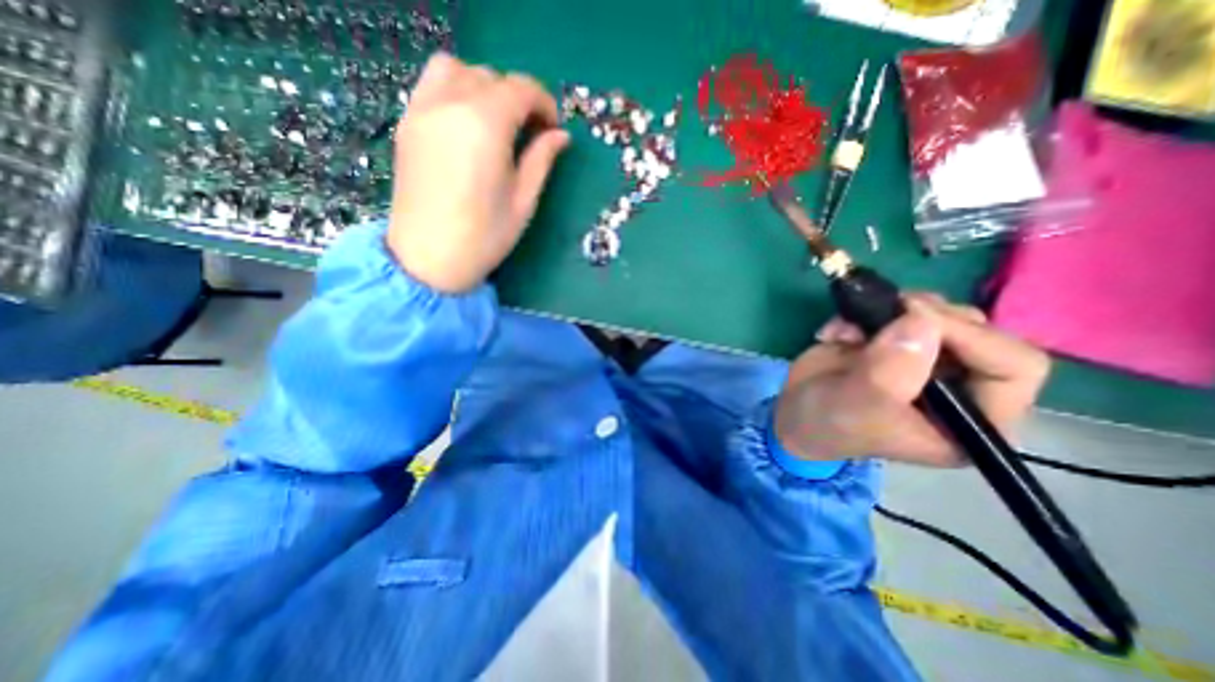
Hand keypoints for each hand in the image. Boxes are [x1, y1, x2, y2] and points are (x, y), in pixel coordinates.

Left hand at [387, 53, 573, 291]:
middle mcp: (450, 105)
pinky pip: (431, 85)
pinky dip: (455, 90)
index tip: (553, 127)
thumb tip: (561, 135)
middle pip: (490, 77)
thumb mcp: (523, 201)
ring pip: (456, 70)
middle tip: (530, 131)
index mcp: (485, 126)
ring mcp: (422, 111)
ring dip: (483, 86)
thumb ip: (541, 160)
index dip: (544, 103)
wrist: (428, 259)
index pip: (520, 89)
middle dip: (517, 97)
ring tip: (497, 121)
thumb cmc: (484, 237)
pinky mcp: (407, 124)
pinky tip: (467, 124)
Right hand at [778, 295, 1054, 466]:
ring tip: (848, 328)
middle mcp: (960, 385)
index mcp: (973, 418)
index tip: (914, 319)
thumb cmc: (831, 425)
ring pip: (936, 313)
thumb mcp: (860, 406)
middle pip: (976, 330)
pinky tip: (836, 332)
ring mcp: (926, 359)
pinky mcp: (895, 341)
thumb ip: (891, 369)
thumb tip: (920, 319)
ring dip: (888, 311)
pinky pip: (895, 310)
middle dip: (924, 317)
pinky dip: (862, 311)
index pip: (1013, 367)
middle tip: (882, 313)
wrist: (795, 414)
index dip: (972, 337)